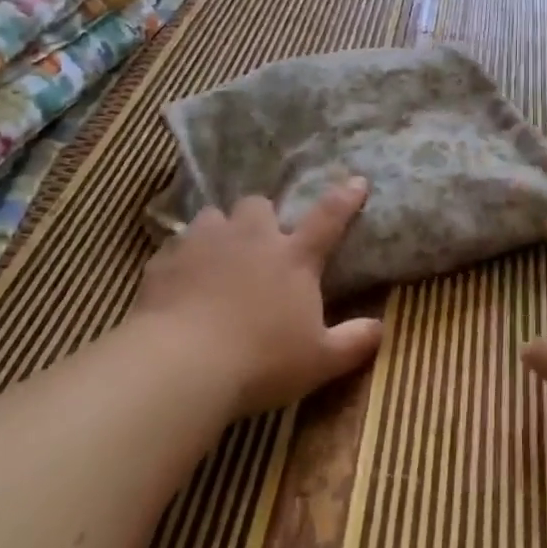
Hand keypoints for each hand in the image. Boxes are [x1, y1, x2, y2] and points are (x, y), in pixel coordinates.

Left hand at [132, 179, 382, 418]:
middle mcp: (251, 238)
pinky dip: (182, 259)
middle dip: (260, 217)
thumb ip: (353, 342)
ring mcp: (205, 243)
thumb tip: (380, 328)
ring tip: (216, 256)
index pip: (328, 217)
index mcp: (293, 257)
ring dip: (219, 231)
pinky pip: (175, 246)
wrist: (181, 366)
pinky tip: (180, 281)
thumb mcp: (319, 361)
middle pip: (259, 205)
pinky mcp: (166, 260)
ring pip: (213, 216)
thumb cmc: (260, 362)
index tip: (357, 181)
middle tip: (259, 241)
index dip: (345, 198)